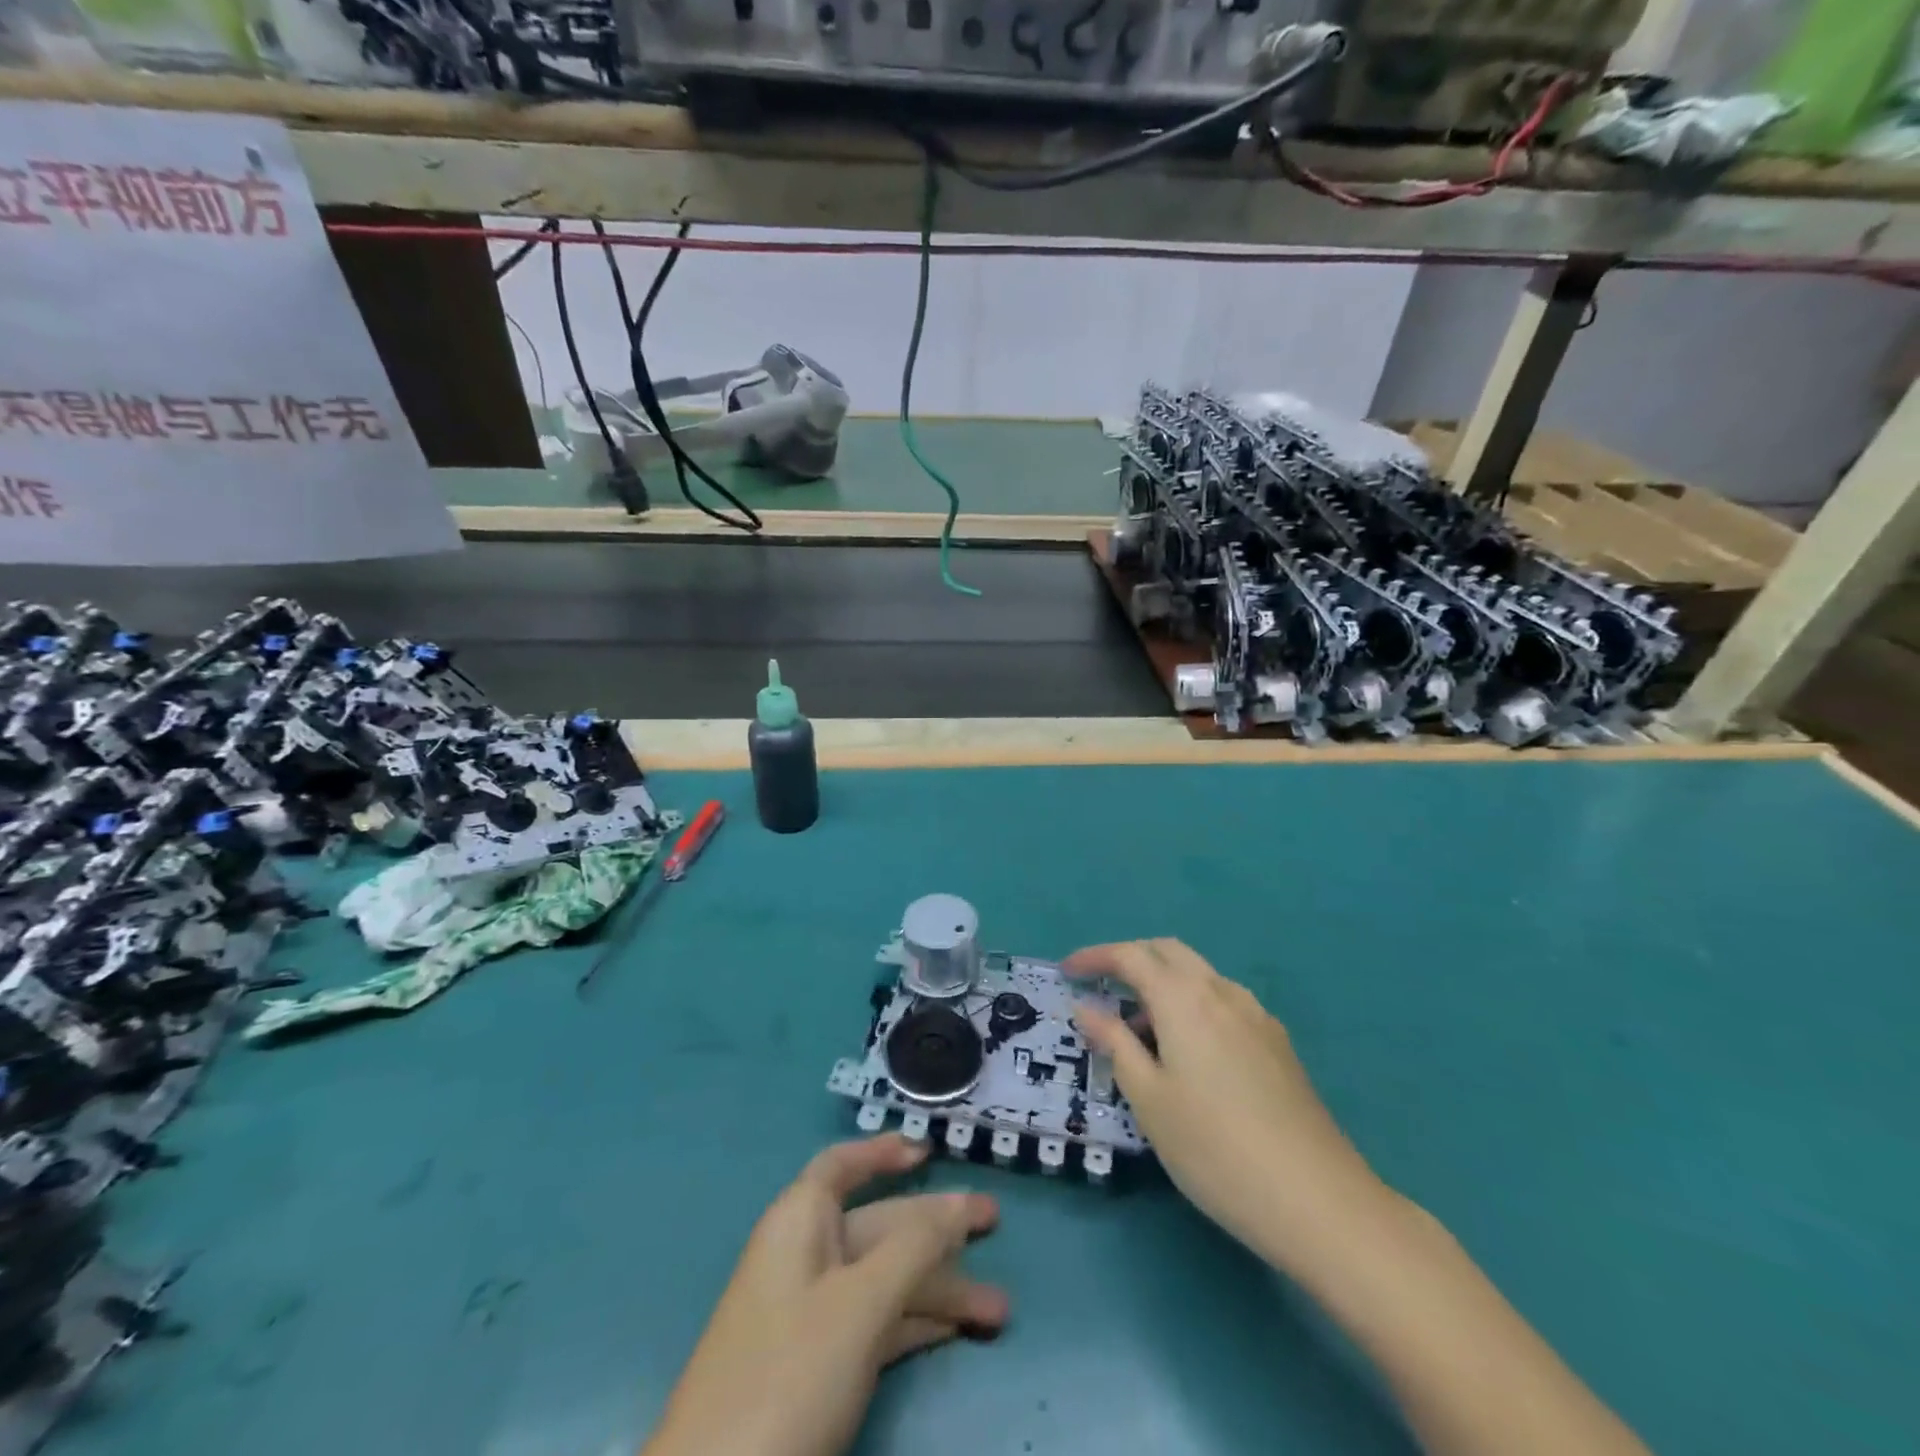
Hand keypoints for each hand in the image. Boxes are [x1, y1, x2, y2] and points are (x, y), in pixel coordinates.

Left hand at [643, 1134, 1005, 1455]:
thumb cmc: (789, 1373)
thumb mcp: (859, 1304)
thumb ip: (913, 1249)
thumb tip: (956, 1207)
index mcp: (800, 1222)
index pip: (841, 1167)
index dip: (882, 1152)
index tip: (928, 1151)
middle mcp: (805, 1257)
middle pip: (879, 1224)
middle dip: (936, 1226)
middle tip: (996, 1221)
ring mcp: (809, 1315)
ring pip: (884, 1279)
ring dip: (938, 1288)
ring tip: (1000, 1308)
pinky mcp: (817, 1367)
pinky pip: (876, 1324)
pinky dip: (915, 1323)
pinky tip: (958, 1332)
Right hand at [1065, 938, 1386, 1270]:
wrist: (1317, 1200)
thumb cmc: (1214, 1148)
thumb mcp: (1149, 1099)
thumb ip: (1114, 1044)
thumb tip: (1086, 1008)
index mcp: (1184, 999)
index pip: (1131, 956)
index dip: (1095, 957)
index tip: (1067, 972)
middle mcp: (1221, 992)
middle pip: (1168, 952)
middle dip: (1130, 959)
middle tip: (1100, 988)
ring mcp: (1256, 1015)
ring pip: (1199, 975)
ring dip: (1163, 984)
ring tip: (1141, 1032)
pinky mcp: (1277, 1042)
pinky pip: (1223, 1001)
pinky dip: (1192, 1005)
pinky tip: (1188, 1052)